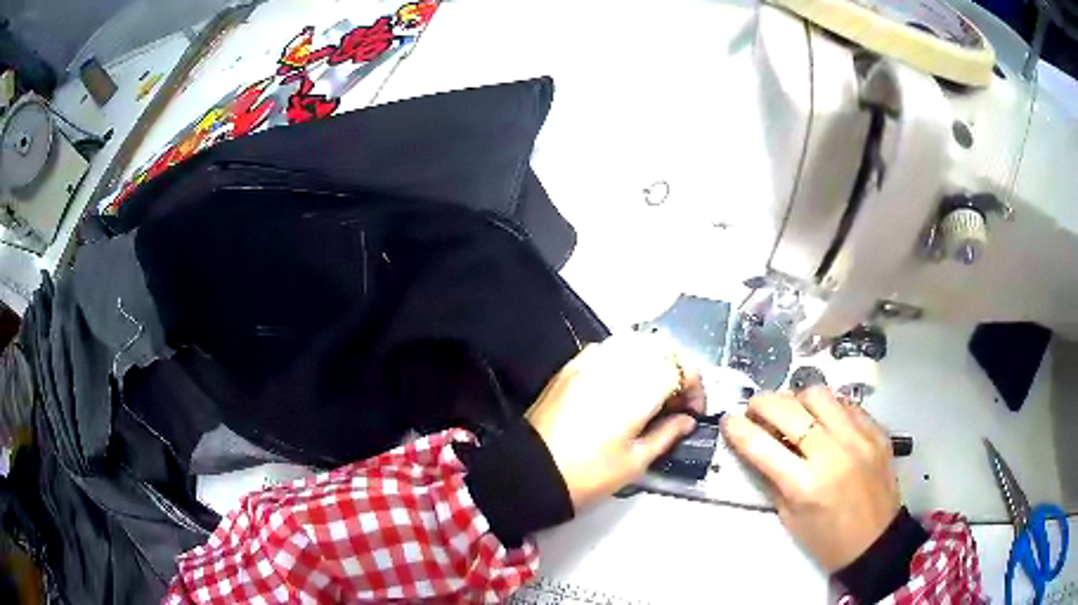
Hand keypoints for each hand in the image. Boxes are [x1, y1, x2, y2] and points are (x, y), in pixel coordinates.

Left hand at [526, 334, 704, 510]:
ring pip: (634, 341)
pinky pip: (607, 348)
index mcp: (636, 389)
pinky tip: (623, 383)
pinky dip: (624, 357)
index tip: (693, 411)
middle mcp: (615, 365)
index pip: (680, 366)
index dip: (695, 386)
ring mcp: (589, 361)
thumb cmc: (587, 475)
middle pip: (660, 346)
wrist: (529, 472)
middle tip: (676, 400)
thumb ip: (667, 434)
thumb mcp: (634, 462)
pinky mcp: (570, 366)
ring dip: (652, 359)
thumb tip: (686, 420)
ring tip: (652, 390)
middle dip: (677, 368)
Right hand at [721, 387, 899, 571]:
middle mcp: (832, 454)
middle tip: (755, 409)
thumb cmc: (826, 540)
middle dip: (763, 403)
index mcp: (805, 485)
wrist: (876, 542)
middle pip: (789, 409)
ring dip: (797, 399)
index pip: (762, 446)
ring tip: (792, 412)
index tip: (728, 419)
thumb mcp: (790, 517)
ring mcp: (859, 438)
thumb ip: (774, 479)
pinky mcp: (876, 431)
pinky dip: (828, 407)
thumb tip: (758, 446)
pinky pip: (847, 404)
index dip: (739, 429)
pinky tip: (823, 420)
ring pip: (819, 395)